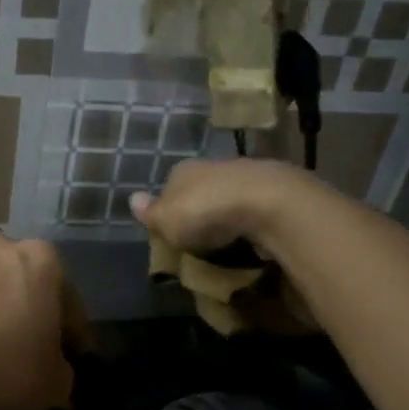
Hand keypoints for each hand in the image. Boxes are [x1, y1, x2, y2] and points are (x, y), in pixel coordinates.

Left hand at [0, 234, 75, 409]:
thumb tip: (55, 372)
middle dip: (35, 319)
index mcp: (44, 260)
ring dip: (2, 319)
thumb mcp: (55, 384)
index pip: (70, 305)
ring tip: (1, 358)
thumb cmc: (5, 370)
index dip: (74, 338)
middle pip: (30, 290)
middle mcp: (4, 248)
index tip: (72, 362)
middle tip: (37, 357)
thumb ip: (64, 372)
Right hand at [130, 157, 325, 257]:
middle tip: (200, 239)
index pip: (170, 186)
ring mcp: (248, 175)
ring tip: (228, 243)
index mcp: (184, 170)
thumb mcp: (167, 220)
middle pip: (202, 190)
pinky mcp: (276, 190)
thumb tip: (131, 199)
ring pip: (231, 196)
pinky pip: (256, 208)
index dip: (169, 207)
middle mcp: (215, 166)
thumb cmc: (206, 213)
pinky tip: (253, 238)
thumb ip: (150, 213)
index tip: (172, 230)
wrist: (267, 203)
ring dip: (229, 216)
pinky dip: (252, 221)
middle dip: (201, 210)